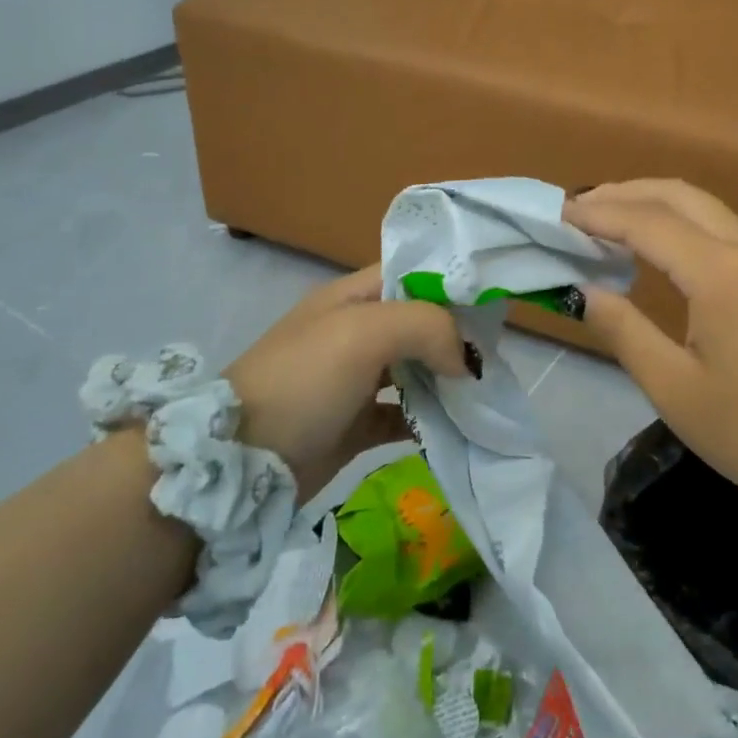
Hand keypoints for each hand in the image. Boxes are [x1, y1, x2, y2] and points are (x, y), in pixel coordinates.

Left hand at [223, 266, 472, 499]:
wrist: (242, 464)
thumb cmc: (303, 380)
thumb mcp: (363, 333)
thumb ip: (425, 327)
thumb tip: (464, 361)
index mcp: (352, 298)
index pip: (411, 273)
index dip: (450, 283)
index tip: (492, 304)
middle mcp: (355, 333)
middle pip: (418, 323)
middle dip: (455, 337)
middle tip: (496, 357)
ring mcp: (353, 381)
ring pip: (414, 370)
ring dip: (446, 380)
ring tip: (485, 393)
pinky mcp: (354, 425)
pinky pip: (403, 416)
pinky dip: (428, 421)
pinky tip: (455, 429)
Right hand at [563, 181, 737, 545]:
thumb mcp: (678, 392)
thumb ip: (624, 332)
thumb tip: (585, 291)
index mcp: (718, 271)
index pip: (643, 222)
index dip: (596, 215)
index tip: (555, 215)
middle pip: (675, 194)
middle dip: (623, 193)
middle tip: (577, 209)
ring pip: (703, 205)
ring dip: (652, 202)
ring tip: (609, 219)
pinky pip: (722, 225)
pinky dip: (680, 220)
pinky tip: (661, 246)